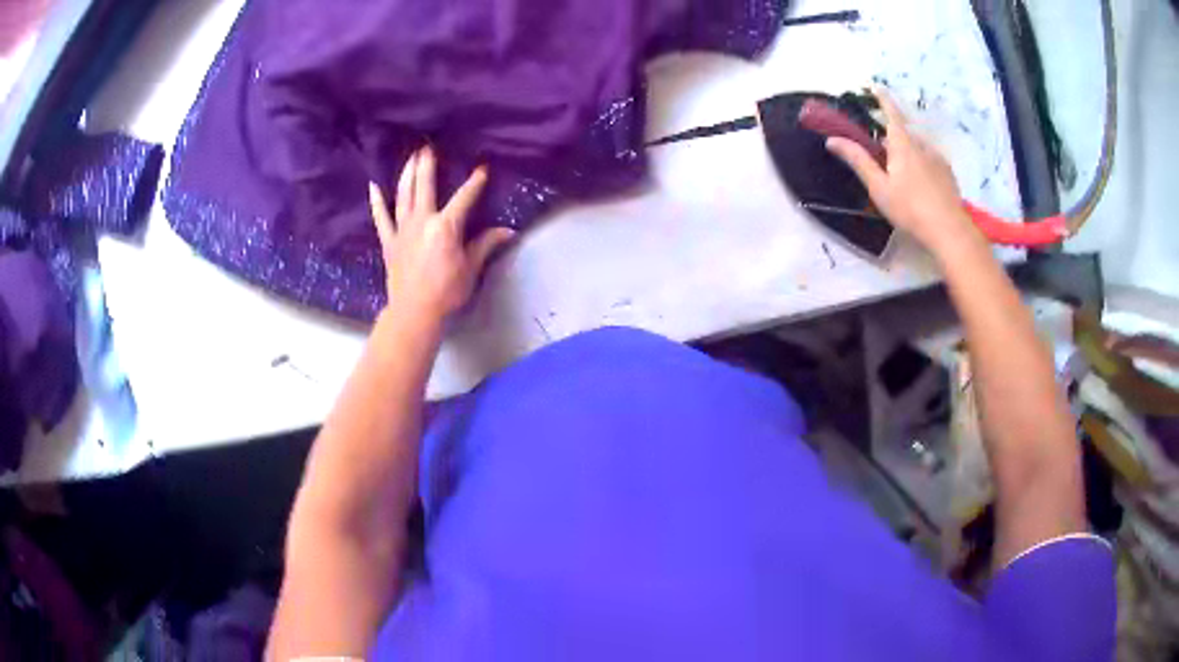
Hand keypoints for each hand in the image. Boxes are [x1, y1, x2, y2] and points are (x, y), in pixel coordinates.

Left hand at [369, 146, 514, 322]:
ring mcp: (402, 229)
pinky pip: (381, 217)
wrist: (414, 312)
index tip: (482, 168)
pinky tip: (373, 186)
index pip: (464, 198)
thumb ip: (486, 244)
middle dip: (428, 165)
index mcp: (446, 226)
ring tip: (410, 158)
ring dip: (407, 174)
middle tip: (428, 146)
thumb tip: (508, 231)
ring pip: (403, 195)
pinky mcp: (389, 241)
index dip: (475, 183)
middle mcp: (422, 220)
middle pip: (425, 186)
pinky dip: (376, 201)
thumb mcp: (471, 268)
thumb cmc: (447, 291)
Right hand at [825, 90, 980, 254]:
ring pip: (918, 147)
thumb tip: (832, 139)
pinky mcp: (948, 174)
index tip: (876, 86)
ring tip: (901, 173)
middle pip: (904, 132)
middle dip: (892, 136)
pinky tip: (920, 183)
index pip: (891, 113)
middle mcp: (922, 145)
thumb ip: (858, 161)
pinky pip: (930, 160)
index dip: (882, 99)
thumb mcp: (879, 187)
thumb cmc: (910, 209)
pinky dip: (921, 163)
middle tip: (881, 152)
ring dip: (907, 152)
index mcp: (903, 144)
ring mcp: (938, 159)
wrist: (949, 231)